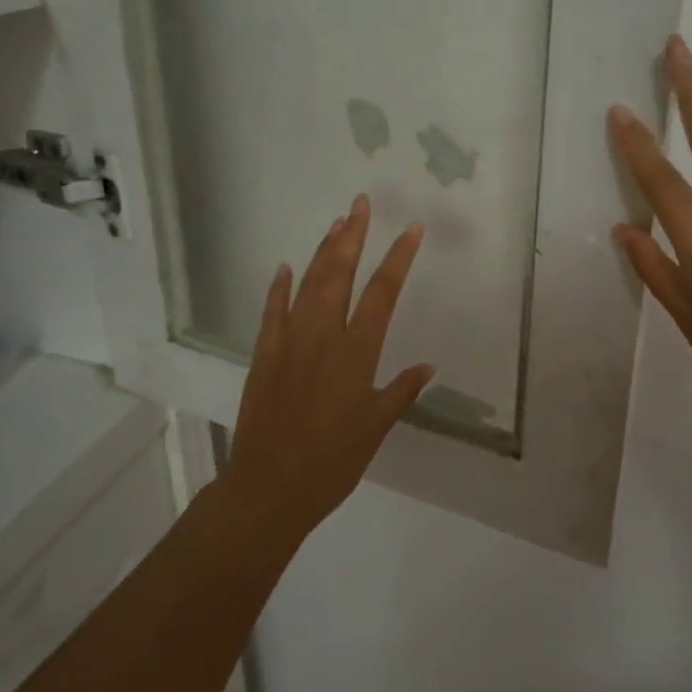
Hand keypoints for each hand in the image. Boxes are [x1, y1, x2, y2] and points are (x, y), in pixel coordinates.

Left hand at [222, 195, 434, 536]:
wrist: (268, 488)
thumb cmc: (332, 462)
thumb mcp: (376, 428)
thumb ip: (401, 391)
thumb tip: (428, 366)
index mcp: (356, 352)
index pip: (383, 292)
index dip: (399, 257)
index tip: (412, 229)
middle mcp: (323, 336)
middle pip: (340, 273)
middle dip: (353, 235)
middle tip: (360, 203)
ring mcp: (289, 341)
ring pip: (307, 284)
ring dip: (322, 251)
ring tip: (337, 223)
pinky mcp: (264, 355)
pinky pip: (272, 311)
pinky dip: (279, 287)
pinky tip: (284, 268)